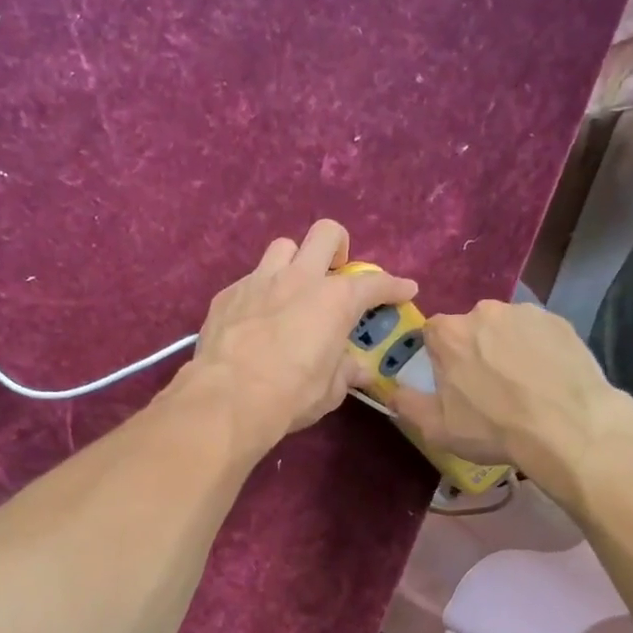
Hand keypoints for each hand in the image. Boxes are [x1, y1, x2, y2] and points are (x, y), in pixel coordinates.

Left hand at [183, 220, 416, 446]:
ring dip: (294, 263)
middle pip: (326, 234)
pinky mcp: (227, 295)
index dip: (394, 286)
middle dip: (338, 247)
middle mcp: (299, 279)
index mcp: (334, 300)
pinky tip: (256, 319)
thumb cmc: (291, 394)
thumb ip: (345, 371)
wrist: (228, 398)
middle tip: (337, 272)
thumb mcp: (330, 390)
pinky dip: (260, 294)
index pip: (374, 284)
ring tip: (293, 290)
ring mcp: (258, 281)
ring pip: (283, 248)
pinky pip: (249, 281)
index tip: (405, 290)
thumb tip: (356, 367)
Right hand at [385, 301, 632, 469]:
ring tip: (523, 384)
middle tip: (488, 386)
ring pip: (506, 328)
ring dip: (507, 348)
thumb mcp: (437, 428)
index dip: (439, 356)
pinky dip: (538, 349)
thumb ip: (407, 404)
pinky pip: (538, 333)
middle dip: (474, 349)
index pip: (432, 332)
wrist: (569, 427)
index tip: (450, 380)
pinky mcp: (560, 321)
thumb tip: (391, 391)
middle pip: (470, 327)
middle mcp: (485, 312)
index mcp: (450, 333)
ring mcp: (526, 313)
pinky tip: (547, 378)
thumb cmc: (494, 428)